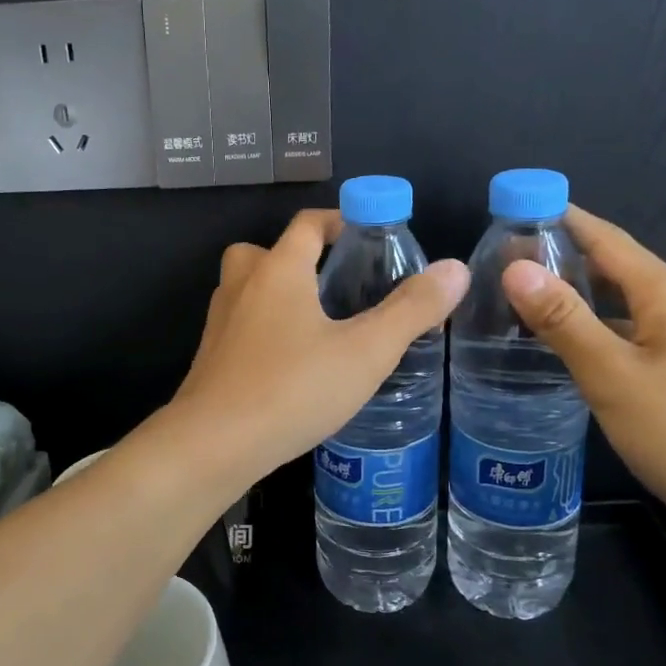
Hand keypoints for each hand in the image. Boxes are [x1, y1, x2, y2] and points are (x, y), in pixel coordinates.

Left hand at [174, 209, 467, 481]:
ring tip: (318, 326)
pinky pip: (240, 327)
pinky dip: (264, 331)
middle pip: (266, 251)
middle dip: (301, 259)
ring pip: (248, 290)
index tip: (369, 238)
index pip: (308, 224)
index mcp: (279, 269)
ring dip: (278, 295)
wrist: (213, 444)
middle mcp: (242, 285)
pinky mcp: (210, 358)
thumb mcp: (365, 351)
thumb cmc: (293, 388)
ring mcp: (219, 323)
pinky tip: (291, 366)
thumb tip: (456, 268)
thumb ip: (411, 310)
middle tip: (337, 286)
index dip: (339, 221)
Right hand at [501, 208, 665, 564]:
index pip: (607, 239)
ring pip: (628, 308)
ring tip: (529, 306)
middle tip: (505, 266)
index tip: (514, 210)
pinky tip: (577, 354)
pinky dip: (603, 334)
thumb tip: (516, 267)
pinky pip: (640, 339)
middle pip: (619, 270)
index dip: (561, 220)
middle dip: (565, 260)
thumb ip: (564, 320)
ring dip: (582, 300)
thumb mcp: (614, 377)